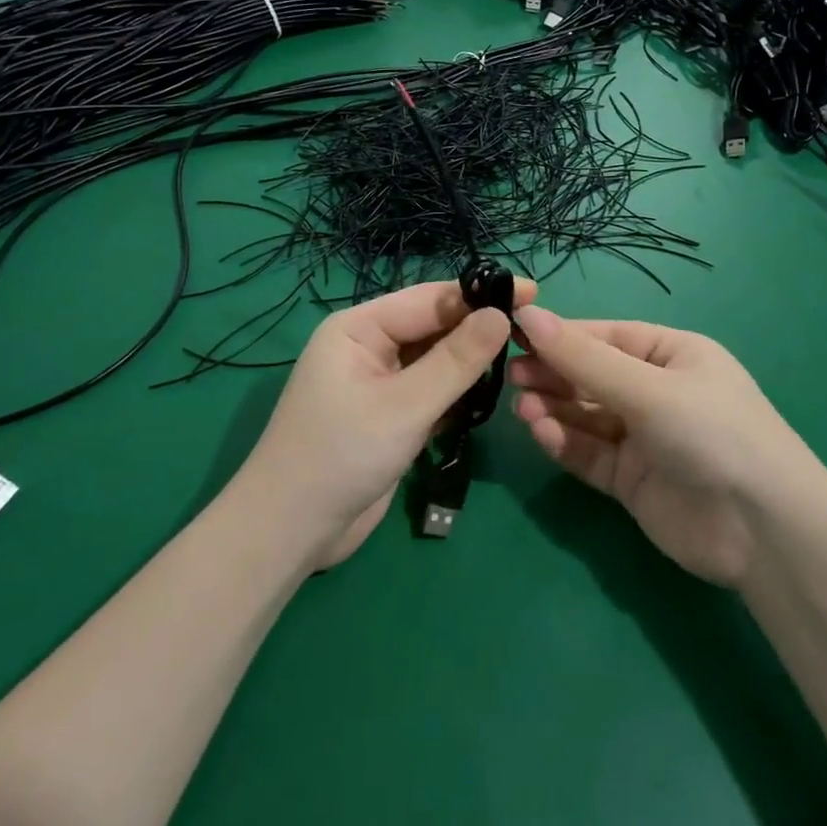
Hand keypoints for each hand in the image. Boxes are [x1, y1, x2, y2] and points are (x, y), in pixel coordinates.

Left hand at [235, 278, 535, 570]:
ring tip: (522, 359)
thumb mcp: (405, 406)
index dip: (480, 294)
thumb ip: (456, 360)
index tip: (533, 293)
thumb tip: (502, 315)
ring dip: (470, 362)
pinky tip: (488, 396)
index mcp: (359, 328)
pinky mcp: (388, 415)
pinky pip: (429, 389)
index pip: (429, 299)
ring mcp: (377, 382)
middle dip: (478, 328)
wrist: (292, 532)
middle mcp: (367, 346)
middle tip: (534, 331)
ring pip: (434, 359)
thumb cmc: (342, 456)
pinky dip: (456, 392)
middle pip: (433, 326)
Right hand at [509, 306, 807, 587]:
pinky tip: (543, 434)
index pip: (606, 337)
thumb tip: (528, 314)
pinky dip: (565, 442)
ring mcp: (643, 438)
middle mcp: (657, 392)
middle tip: (512, 375)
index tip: (514, 332)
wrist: (764, 532)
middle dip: (553, 373)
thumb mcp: (648, 388)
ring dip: (554, 408)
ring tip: (523, 408)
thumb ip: (585, 359)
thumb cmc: (712, 433)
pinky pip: (590, 453)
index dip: (562, 334)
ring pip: (586, 415)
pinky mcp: (631, 480)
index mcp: (673, 355)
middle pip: (592, 375)